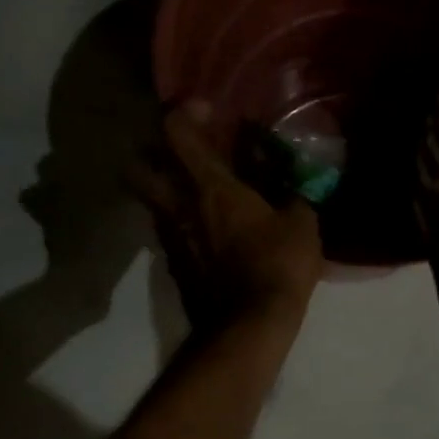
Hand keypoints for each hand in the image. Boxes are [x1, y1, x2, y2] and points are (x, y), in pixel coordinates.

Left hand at [130, 104, 323, 334]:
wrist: (248, 327)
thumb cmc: (277, 266)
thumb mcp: (301, 224)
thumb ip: (292, 193)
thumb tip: (289, 178)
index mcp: (210, 187)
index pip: (176, 132)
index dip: (183, 112)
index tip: (205, 111)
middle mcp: (179, 207)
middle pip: (137, 168)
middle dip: (149, 154)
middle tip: (179, 156)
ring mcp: (171, 239)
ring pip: (152, 203)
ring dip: (167, 192)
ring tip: (199, 198)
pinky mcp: (174, 268)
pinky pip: (169, 234)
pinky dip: (182, 226)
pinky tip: (208, 235)